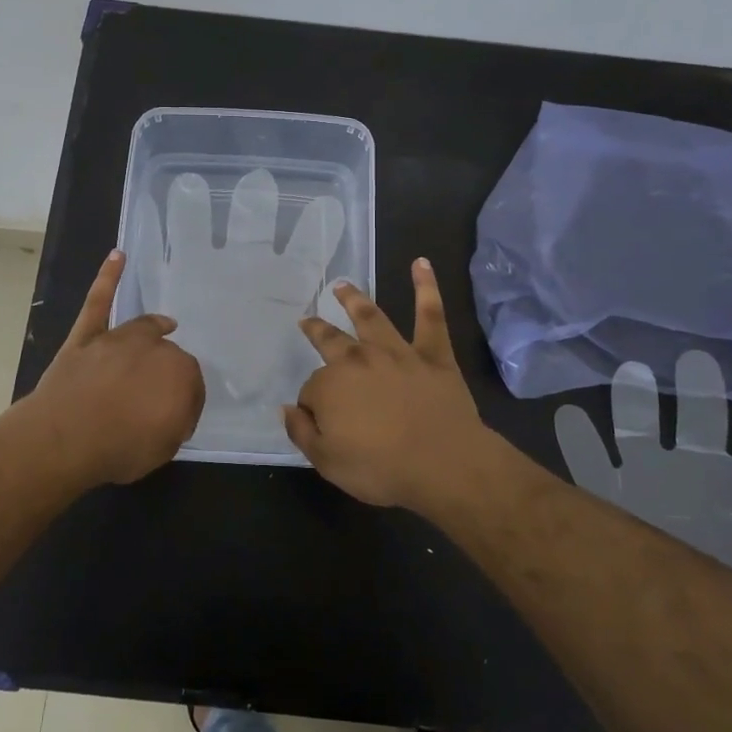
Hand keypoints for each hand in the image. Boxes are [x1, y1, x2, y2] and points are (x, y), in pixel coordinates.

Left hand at [17, 250, 205, 486]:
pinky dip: (108, 277)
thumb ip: (177, 422)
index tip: (176, 420)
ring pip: (144, 328)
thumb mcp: (165, 447)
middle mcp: (154, 348)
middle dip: (167, 372)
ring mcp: (118, 338)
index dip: (183, 402)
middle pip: (168, 355)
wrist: (65, 439)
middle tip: (159, 395)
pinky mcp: (87, 335)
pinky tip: (118, 256)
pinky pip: (99, 302)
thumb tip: (177, 409)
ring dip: (155, 328)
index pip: (190, 384)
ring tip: (166, 325)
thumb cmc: (120, 448)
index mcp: (180, 374)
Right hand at [283, 259, 495, 508]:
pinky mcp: (432, 354)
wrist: (443, 464)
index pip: (312, 390)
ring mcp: (397, 352)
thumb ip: (302, 433)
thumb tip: (287, 409)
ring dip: (355, 299)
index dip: (313, 406)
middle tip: (308, 320)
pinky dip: (426, 287)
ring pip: (371, 318)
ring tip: (342, 285)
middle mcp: (359, 360)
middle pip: (331, 341)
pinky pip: (430, 315)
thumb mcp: (328, 462)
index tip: (318, 421)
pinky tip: (421, 263)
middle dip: (317, 330)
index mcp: (331, 386)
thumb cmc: (381, 468)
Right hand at [553, 351, 731, 612]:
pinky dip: (577, 442)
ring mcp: (646, 485)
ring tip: (630, 374)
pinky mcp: (609, 500)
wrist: (688, 650)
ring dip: (635, 405)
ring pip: (639, 433)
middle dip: (698, 394)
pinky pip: (588, 466)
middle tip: (696, 359)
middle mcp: (693, 480)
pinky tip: (569, 419)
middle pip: (698, 427)